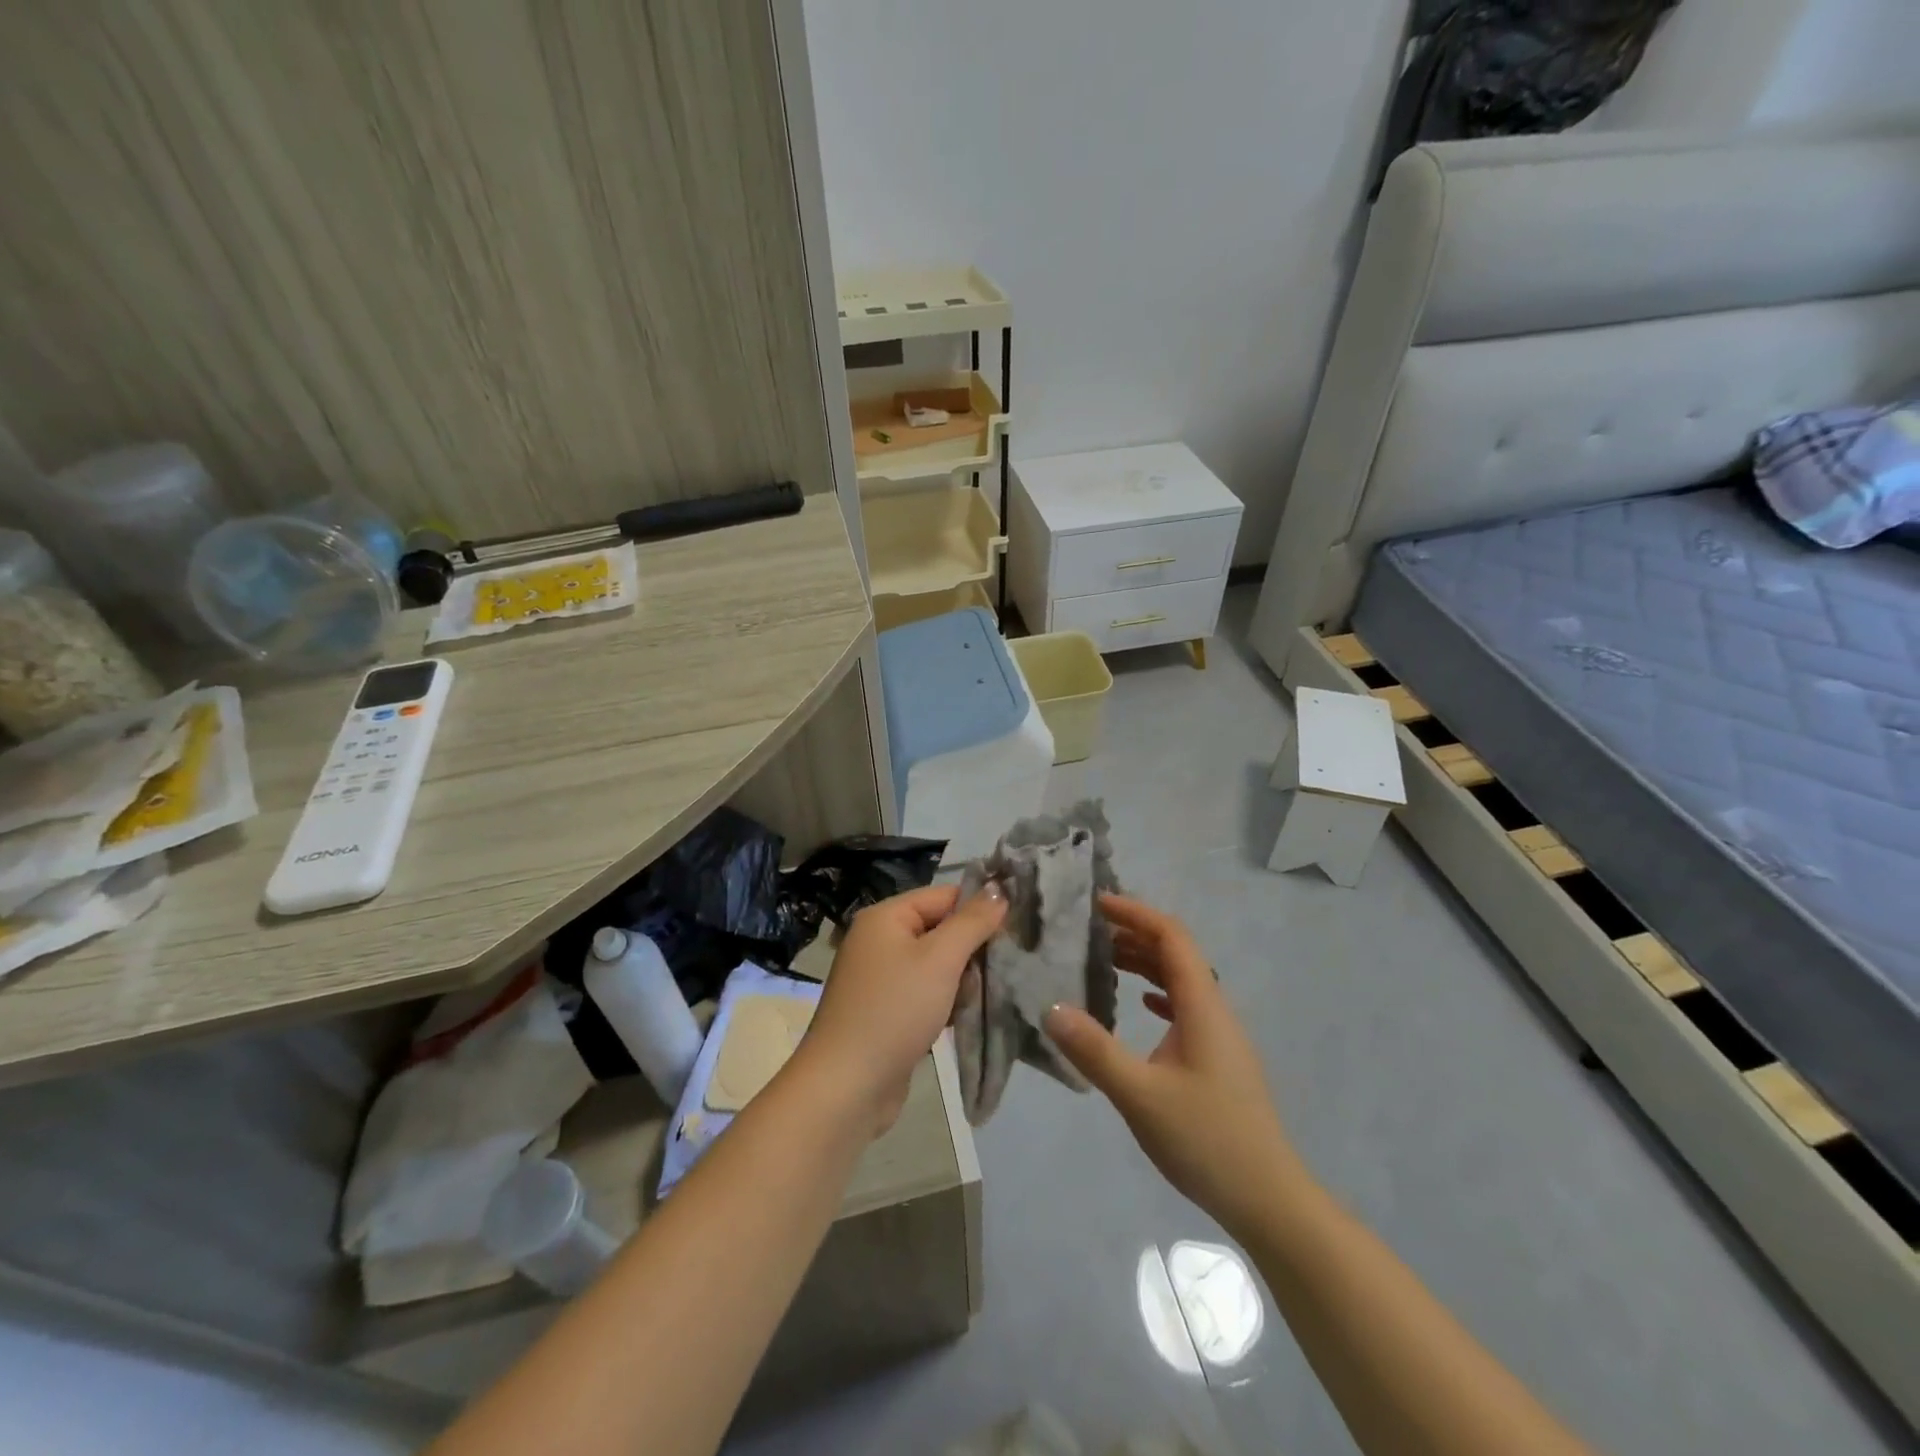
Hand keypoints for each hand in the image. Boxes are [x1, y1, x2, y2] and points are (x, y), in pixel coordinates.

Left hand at [794, 884, 1007, 1136]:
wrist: (848, 1086)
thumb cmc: (895, 1010)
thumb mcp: (940, 959)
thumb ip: (972, 922)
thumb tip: (999, 890)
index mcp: (885, 917)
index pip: (944, 896)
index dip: (980, 908)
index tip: (1017, 927)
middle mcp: (880, 940)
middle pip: (940, 929)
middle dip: (972, 948)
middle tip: (1008, 964)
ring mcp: (881, 978)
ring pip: (937, 964)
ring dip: (963, 978)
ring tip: (990, 993)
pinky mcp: (887, 1011)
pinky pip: (926, 992)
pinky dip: (947, 1000)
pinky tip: (966, 1015)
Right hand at [1045, 894, 1307, 1233]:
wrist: (1268, 1200)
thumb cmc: (1206, 1140)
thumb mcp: (1140, 1095)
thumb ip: (1094, 1050)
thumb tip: (1050, 1007)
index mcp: (1202, 1005)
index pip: (1171, 936)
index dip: (1135, 912)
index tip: (1096, 903)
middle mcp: (1214, 1009)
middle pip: (1176, 953)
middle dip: (1134, 933)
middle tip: (1088, 929)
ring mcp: (1219, 1035)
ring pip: (1181, 980)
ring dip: (1144, 962)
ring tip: (1103, 958)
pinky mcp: (1218, 1058)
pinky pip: (1185, 1006)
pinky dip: (1157, 992)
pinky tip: (1139, 1003)